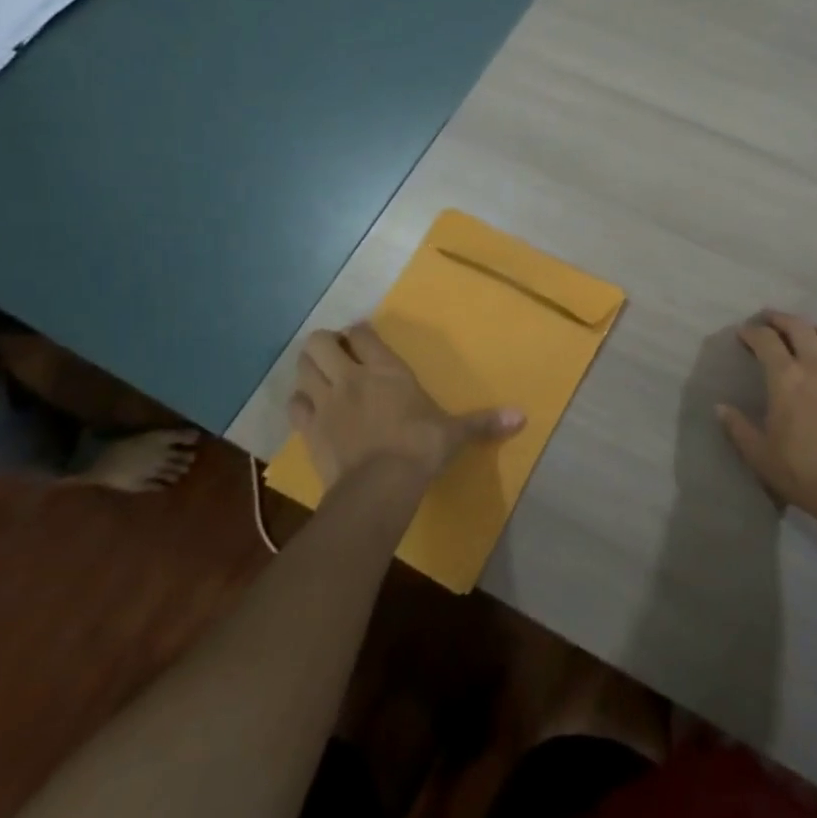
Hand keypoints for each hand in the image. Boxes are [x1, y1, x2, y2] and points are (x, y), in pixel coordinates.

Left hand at [287, 323, 523, 488]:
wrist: (380, 485)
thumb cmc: (420, 448)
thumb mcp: (454, 433)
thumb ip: (483, 422)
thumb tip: (522, 417)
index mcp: (387, 370)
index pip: (362, 333)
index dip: (359, 332)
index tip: (364, 338)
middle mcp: (351, 377)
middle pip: (319, 342)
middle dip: (325, 344)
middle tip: (339, 356)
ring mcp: (325, 402)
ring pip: (301, 368)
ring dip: (309, 369)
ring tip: (322, 377)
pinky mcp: (309, 430)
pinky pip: (293, 406)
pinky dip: (299, 403)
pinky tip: (311, 410)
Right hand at [719, 312, 816, 533]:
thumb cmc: (803, 472)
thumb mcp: (760, 455)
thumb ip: (738, 428)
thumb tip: (720, 407)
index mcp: (786, 378)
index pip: (766, 341)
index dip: (752, 332)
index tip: (743, 333)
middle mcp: (816, 365)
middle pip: (798, 326)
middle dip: (780, 318)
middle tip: (768, 318)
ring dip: (811, 327)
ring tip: (802, 333)